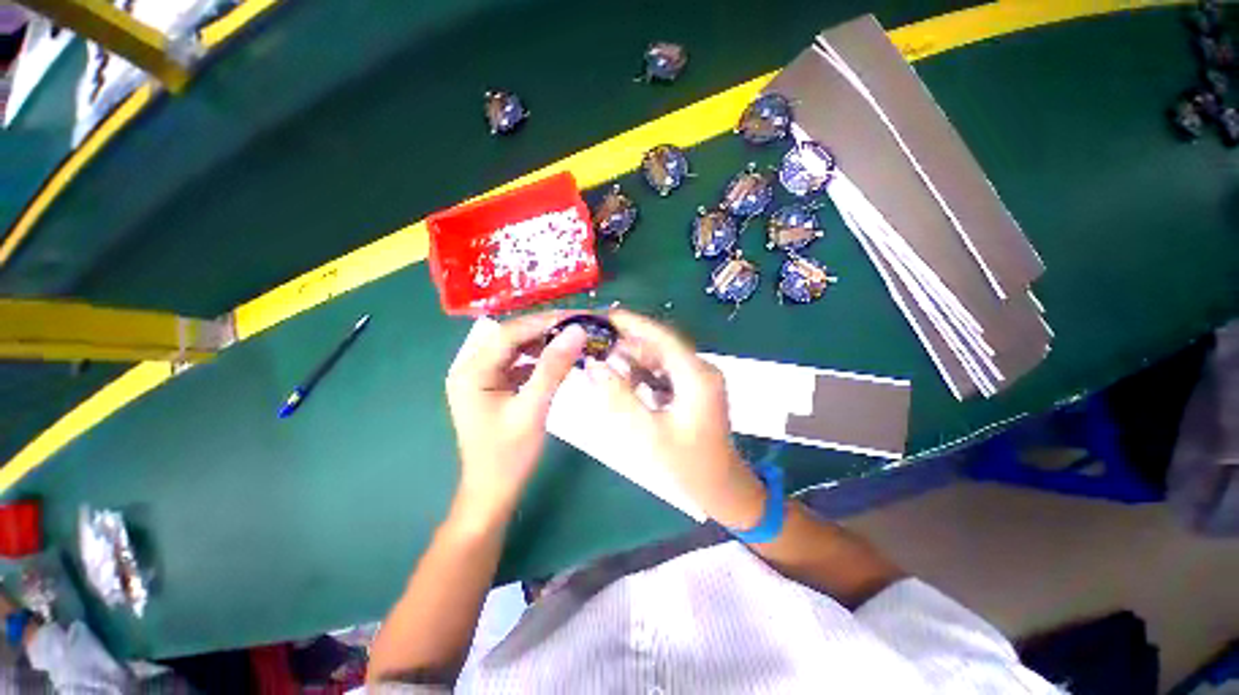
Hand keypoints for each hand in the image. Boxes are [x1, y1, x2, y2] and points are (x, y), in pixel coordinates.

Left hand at [446, 312, 586, 529]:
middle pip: (511, 337)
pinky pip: (517, 363)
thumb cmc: (509, 456)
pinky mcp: (492, 387)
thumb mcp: (533, 409)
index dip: (544, 321)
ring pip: (515, 348)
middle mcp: (471, 368)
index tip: (576, 316)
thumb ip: (554, 368)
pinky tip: (557, 359)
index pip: (509, 333)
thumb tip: (576, 331)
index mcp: (472, 372)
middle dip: (545, 329)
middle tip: (578, 325)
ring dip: (543, 342)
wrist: (493, 493)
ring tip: (572, 338)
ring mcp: (480, 378)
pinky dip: (538, 359)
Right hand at [584, 310, 765, 528]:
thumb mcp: (648, 432)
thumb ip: (619, 396)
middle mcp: (699, 369)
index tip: (600, 316)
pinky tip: (621, 380)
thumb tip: (594, 365)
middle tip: (592, 342)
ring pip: (659, 358)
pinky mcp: (691, 390)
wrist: (721, 490)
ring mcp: (697, 379)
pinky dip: (640, 373)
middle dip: (625, 341)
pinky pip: (662, 373)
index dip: (630, 323)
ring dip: (631, 358)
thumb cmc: (688, 466)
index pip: (660, 336)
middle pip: (658, 344)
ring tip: (600, 359)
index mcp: (696, 375)